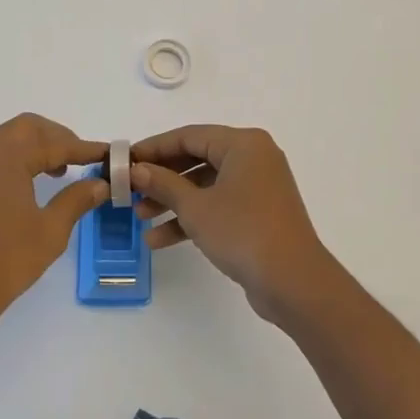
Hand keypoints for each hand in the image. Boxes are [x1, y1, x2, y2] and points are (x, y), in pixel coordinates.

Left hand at [0, 114, 107, 327]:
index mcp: (8, 156)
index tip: (108, 153)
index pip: (54, 143)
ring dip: (37, 146)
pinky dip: (19, 157)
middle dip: (57, 137)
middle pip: (28, 128)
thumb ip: (77, 199)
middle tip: (81, 157)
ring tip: (61, 169)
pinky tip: (34, 182)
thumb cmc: (6, 259)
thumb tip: (100, 184)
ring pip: (10, 138)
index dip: (84, 148)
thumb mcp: (51, 230)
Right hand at [131, 125, 339, 322]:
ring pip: (205, 185)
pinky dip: (193, 218)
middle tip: (131, 190)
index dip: (154, 147)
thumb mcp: (195, 207)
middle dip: (162, 178)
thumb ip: (163, 184)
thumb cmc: (243, 232)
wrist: (294, 283)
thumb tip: (136, 170)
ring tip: (140, 218)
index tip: (125, 160)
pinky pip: (218, 205)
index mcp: (243, 144)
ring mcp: (257, 187)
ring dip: (173, 201)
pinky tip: (161, 239)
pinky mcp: (258, 213)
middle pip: (196, 159)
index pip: (189, 136)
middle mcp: (253, 158)